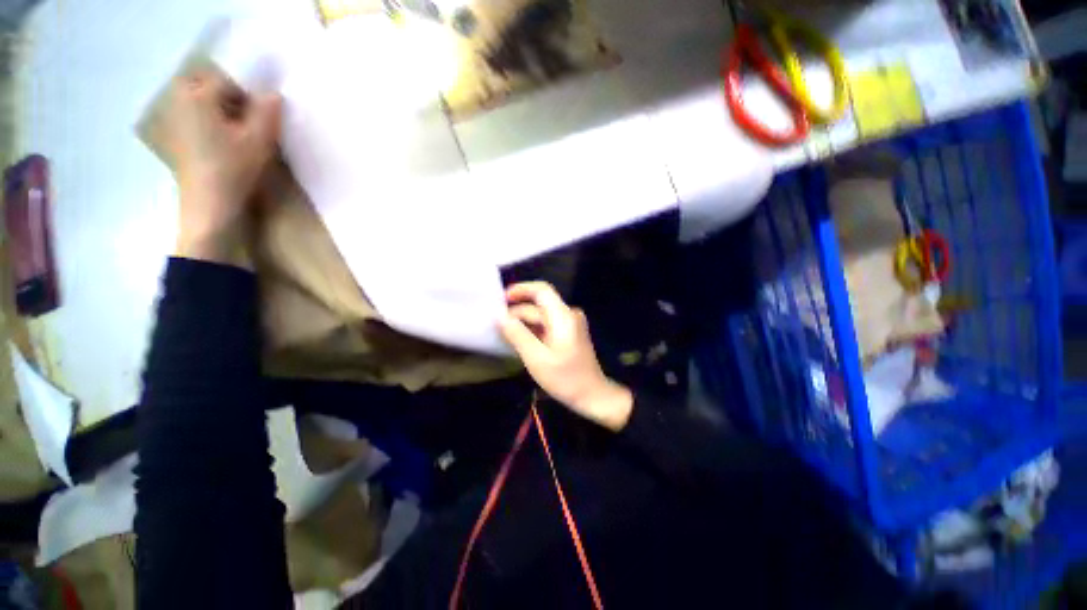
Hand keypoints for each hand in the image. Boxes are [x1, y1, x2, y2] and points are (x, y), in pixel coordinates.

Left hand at [160, 68, 281, 263]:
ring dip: (216, 111)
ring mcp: (169, 118)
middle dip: (227, 100)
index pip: (226, 80)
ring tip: (231, 136)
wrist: (208, 203)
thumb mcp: (260, 139)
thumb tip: (273, 95)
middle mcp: (177, 99)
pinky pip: (188, 116)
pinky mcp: (169, 136)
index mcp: (197, 94)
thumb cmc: (233, 168)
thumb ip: (268, 112)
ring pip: (197, 101)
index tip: (258, 120)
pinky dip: (203, 123)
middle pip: (206, 86)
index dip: (247, 97)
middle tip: (243, 125)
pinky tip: (216, 144)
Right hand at [499, 282, 632, 431]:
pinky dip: (532, 330)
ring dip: (523, 323)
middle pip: (538, 305)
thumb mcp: (536, 358)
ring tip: (503, 334)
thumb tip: (499, 316)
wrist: (592, 395)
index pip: (541, 290)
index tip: (501, 299)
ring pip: (541, 317)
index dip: (520, 290)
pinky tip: (519, 341)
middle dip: (517, 313)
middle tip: (496, 325)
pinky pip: (546, 326)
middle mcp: (568, 315)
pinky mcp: (568, 334)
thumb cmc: (565, 378)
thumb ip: (517, 334)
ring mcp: (570, 324)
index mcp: (563, 316)